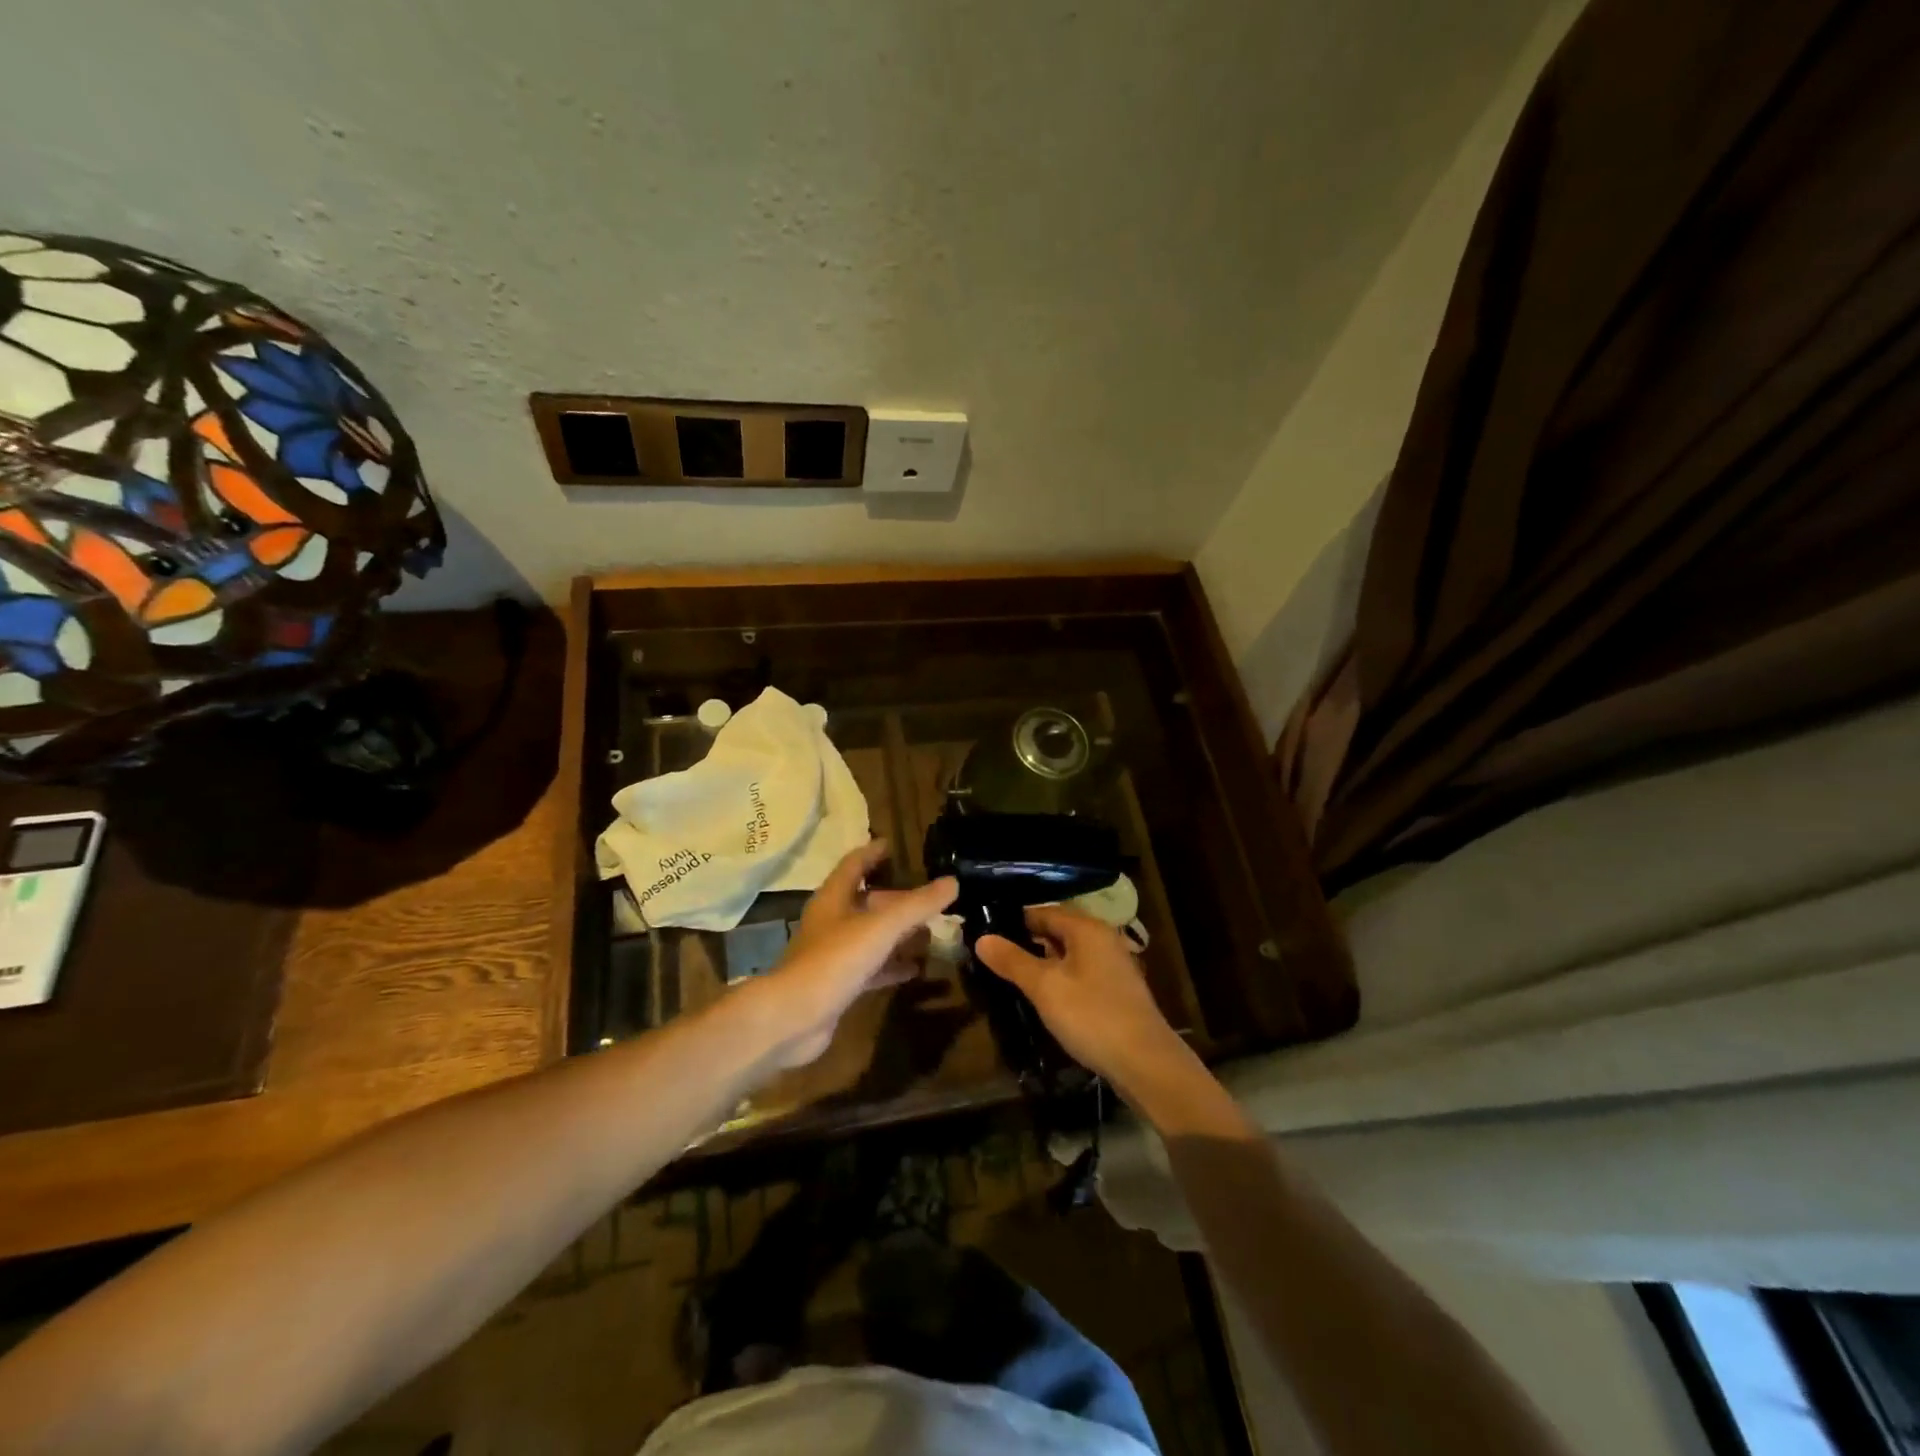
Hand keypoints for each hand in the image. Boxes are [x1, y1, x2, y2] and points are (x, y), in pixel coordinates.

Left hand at [748, 840, 956, 1066]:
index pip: (854, 864)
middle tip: (930, 898)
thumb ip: (917, 905)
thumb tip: (952, 882)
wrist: (793, 1018)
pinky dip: (892, 965)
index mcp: (834, 898)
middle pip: (867, 901)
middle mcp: (831, 921)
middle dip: (897, 898)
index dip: (873, 853)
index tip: (894, 846)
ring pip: (871, 935)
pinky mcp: (839, 984)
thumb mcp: (881, 927)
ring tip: (932, 932)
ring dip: (898, 934)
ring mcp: (833, 954)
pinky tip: (916, 968)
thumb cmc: (835, 960)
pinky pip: (871, 967)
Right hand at [976, 905, 1191, 1094]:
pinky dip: (1061, 978)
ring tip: (1013, 977)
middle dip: (1027, 941)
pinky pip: (1081, 972)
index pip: (1043, 912)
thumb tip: (982, 938)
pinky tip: (1046, 997)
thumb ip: (1012, 960)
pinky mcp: (1117, 990)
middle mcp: (1103, 938)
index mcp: (1087, 928)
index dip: (1014, 921)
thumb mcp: (1044, 987)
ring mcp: (1113, 965)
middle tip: (995, 957)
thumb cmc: (1091, 1016)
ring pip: (1070, 953)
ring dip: (1044, 962)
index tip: (986, 933)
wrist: (1146, 1063)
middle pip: (1058, 930)